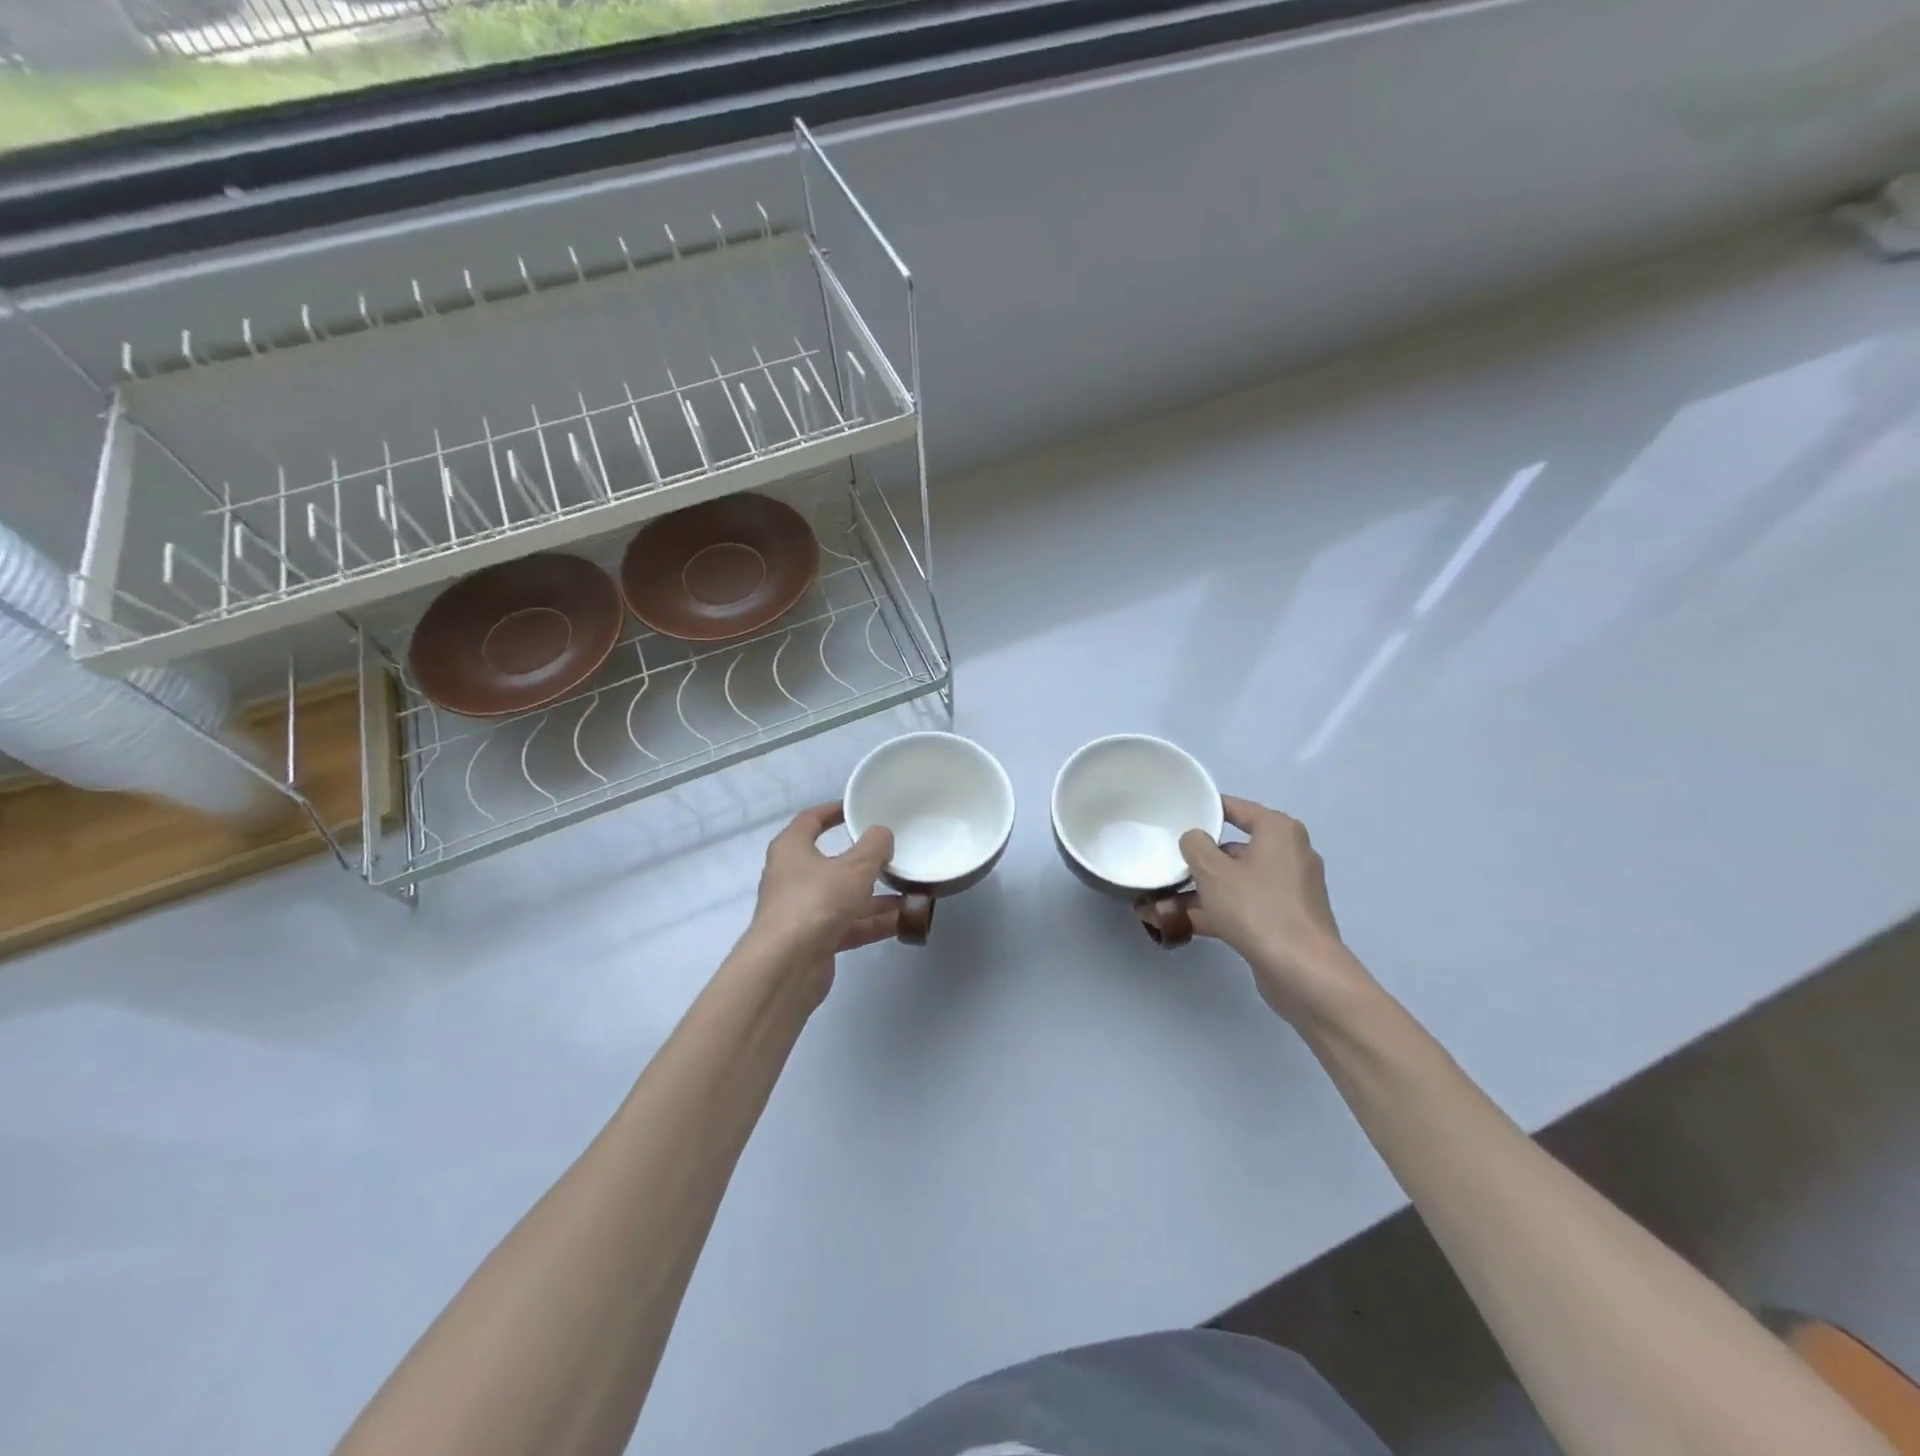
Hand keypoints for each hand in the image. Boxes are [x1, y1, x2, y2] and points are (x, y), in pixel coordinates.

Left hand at [744, 803, 899, 999]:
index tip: (858, 809)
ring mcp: (804, 911)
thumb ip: (874, 846)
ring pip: (845, 896)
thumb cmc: (816, 902)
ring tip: (911, 891)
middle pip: (832, 861)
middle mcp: (793, 877)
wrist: (787, 967)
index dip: (833, 811)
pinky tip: (904, 920)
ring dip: (876, 896)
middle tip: (894, 853)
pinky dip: (873, 921)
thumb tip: (882, 834)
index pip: (811, 820)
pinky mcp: (815, 940)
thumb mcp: (854, 867)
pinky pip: (850, 924)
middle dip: (865, 861)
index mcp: (792, 849)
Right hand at [1173, 797, 1372, 1024]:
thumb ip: (1195, 845)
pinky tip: (1181, 922)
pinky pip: (1243, 906)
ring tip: (1161, 899)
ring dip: (1201, 890)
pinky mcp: (1284, 920)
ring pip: (1235, 881)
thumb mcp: (1213, 871)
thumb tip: (1195, 839)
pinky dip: (1217, 911)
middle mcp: (1288, 855)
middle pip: (1233, 848)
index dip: (1205, 810)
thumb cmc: (1257, 908)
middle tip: (1166, 863)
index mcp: (1278, 831)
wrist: (1302, 971)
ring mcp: (1288, 890)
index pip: (1236, 808)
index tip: (1176, 816)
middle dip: (1198, 860)